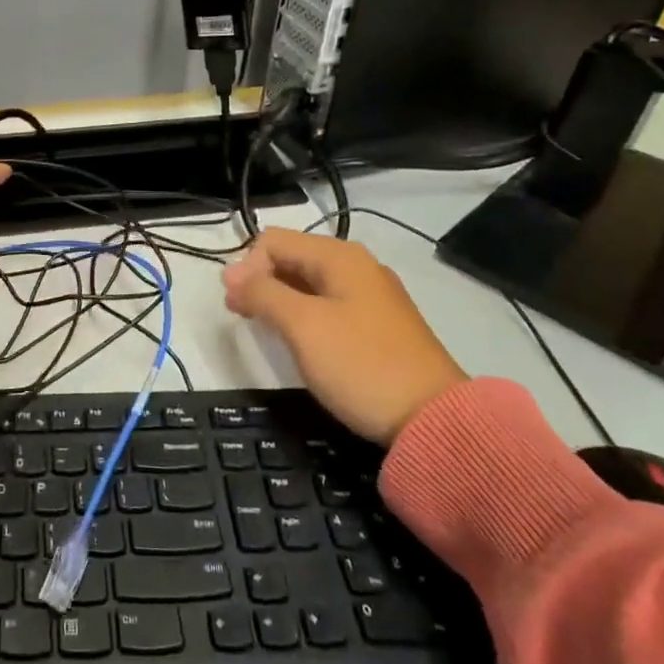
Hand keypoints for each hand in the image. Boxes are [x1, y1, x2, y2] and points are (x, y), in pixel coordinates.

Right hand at [223, 228, 465, 444]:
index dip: (246, 268)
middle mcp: (356, 266)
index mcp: (339, 256)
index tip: (236, 306)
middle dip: (260, 281)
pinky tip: (297, 339)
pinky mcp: (377, 325)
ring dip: (278, 299)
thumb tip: (230, 273)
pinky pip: (326, 304)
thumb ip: (262, 293)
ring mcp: (370, 296)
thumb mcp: (302, 325)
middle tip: (242, 317)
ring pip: (307, 283)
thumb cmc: (360, 365)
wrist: (433, 421)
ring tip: (263, 328)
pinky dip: (302, 314)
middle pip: (291, 257)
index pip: (273, 242)